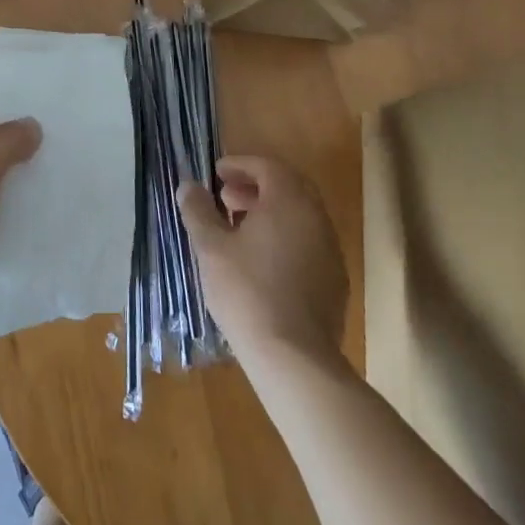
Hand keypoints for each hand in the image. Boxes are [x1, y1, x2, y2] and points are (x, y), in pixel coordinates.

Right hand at [178, 155, 347, 363]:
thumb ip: (198, 211)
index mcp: (289, 201)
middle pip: (287, 188)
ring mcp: (331, 250)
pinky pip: (308, 244)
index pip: (267, 166)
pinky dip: (285, 239)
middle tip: (226, 198)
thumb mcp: (211, 248)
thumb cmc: (247, 292)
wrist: (295, 358)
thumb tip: (189, 186)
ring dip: (270, 214)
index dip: (240, 165)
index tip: (217, 174)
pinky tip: (263, 264)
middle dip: (255, 187)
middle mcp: (316, 218)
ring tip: (239, 231)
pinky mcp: (335, 281)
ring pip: (299, 217)